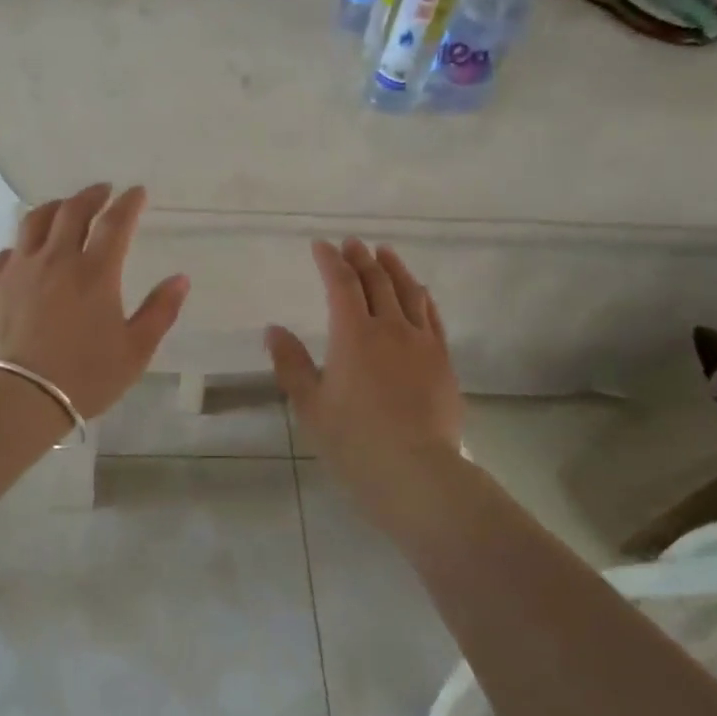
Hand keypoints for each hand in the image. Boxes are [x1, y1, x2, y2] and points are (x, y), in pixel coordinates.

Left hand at [0, 183, 188, 420]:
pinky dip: (22, 245)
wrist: (19, 397)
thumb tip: (181, 279)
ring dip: (54, 208)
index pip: (115, 223)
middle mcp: (56, 259)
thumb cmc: (84, 377)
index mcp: (95, 272)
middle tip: (102, 191)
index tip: (137, 192)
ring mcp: (19, 268)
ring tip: (63, 208)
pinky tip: (25, 252)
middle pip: (72, 210)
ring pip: (34, 221)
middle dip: (91, 195)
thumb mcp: (135, 351)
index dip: (128, 203)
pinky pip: (7, 252)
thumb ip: (160, 311)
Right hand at [266, 240, 462, 499]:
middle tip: (352, 243)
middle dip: (361, 258)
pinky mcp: (443, 360)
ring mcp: (421, 343)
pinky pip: (433, 317)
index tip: (321, 245)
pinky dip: (423, 297)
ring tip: (385, 253)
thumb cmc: (354, 442)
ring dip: (394, 268)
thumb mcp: (310, 406)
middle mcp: (390, 328)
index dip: (330, 261)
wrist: (417, 472)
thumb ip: (291, 364)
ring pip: (409, 292)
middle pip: (376, 281)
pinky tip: (420, 292)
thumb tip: (273, 329)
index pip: (341, 284)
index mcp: (353, 335)